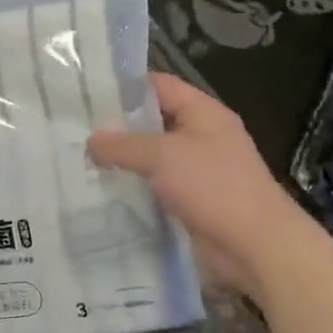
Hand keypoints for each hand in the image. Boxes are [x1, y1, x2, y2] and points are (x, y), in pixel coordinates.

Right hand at [87, 73, 302, 293]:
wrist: (256, 247)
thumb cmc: (213, 187)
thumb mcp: (163, 156)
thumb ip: (123, 145)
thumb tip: (91, 140)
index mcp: (203, 112)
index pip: (159, 86)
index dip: (125, 87)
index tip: (87, 94)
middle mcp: (202, 136)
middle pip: (154, 122)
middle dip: (118, 128)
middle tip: (76, 131)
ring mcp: (199, 171)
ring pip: (153, 158)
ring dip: (124, 162)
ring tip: (81, 161)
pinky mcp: (193, 202)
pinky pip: (158, 188)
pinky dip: (135, 189)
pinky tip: (104, 193)